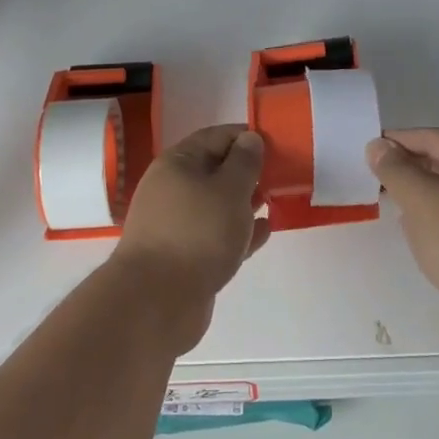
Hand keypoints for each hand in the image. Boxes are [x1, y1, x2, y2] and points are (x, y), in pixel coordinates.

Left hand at [111, 125, 268, 353]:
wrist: (157, 302)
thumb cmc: (197, 233)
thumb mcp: (230, 190)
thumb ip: (245, 162)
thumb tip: (250, 138)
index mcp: (177, 163)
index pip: (215, 137)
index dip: (246, 137)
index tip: (276, 144)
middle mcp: (172, 189)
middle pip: (215, 170)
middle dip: (247, 172)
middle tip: (280, 176)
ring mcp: (176, 224)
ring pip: (216, 205)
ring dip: (244, 202)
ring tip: (274, 202)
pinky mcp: (184, 256)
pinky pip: (216, 234)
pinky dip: (238, 231)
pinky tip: (263, 233)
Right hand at [366, 128, 438, 343]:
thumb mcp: (420, 197)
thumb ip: (394, 168)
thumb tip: (377, 146)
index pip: (434, 138)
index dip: (399, 141)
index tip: (367, 149)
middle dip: (410, 171)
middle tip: (373, 178)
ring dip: (422, 198)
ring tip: (391, 205)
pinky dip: (437, 223)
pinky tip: (418, 235)